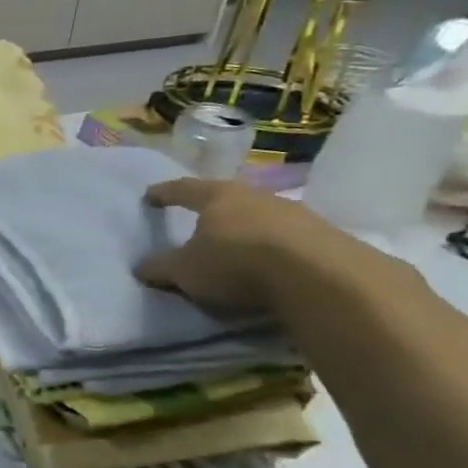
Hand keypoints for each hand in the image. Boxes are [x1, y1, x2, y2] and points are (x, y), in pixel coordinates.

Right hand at [134, 178, 353, 315]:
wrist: (321, 278)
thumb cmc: (235, 263)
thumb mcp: (184, 271)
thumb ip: (160, 267)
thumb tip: (142, 267)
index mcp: (217, 196)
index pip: (183, 189)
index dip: (164, 193)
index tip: (150, 196)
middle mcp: (256, 196)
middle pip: (226, 199)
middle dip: (211, 211)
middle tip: (197, 222)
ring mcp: (295, 214)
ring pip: (260, 218)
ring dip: (246, 231)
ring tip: (235, 250)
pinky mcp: (325, 237)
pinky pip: (287, 239)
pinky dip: (272, 249)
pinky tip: (269, 266)